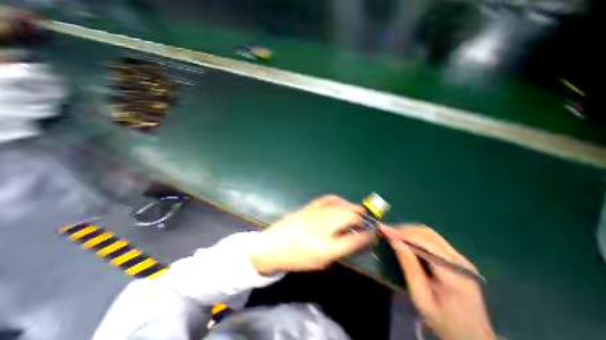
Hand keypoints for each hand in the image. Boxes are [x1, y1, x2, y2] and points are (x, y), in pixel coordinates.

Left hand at [249, 195, 373, 274]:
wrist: (274, 245)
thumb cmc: (297, 258)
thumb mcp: (320, 261)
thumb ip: (340, 249)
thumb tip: (354, 237)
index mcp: (326, 247)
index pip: (354, 239)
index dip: (367, 235)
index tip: (373, 232)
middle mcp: (323, 227)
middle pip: (349, 217)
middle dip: (362, 217)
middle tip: (367, 220)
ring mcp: (316, 213)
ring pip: (341, 206)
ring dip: (353, 207)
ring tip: (358, 211)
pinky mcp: (309, 206)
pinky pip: (328, 199)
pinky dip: (339, 200)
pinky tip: (342, 203)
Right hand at [383, 226, 496, 339]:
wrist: (473, 337)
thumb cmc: (443, 321)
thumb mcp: (421, 297)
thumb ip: (409, 267)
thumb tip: (395, 241)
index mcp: (454, 274)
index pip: (425, 243)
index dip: (403, 233)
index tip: (384, 228)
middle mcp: (459, 261)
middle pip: (428, 234)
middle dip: (404, 230)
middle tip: (387, 231)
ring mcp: (460, 258)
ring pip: (430, 233)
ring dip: (410, 231)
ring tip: (393, 234)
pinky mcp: (457, 258)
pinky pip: (433, 239)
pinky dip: (416, 235)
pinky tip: (406, 239)